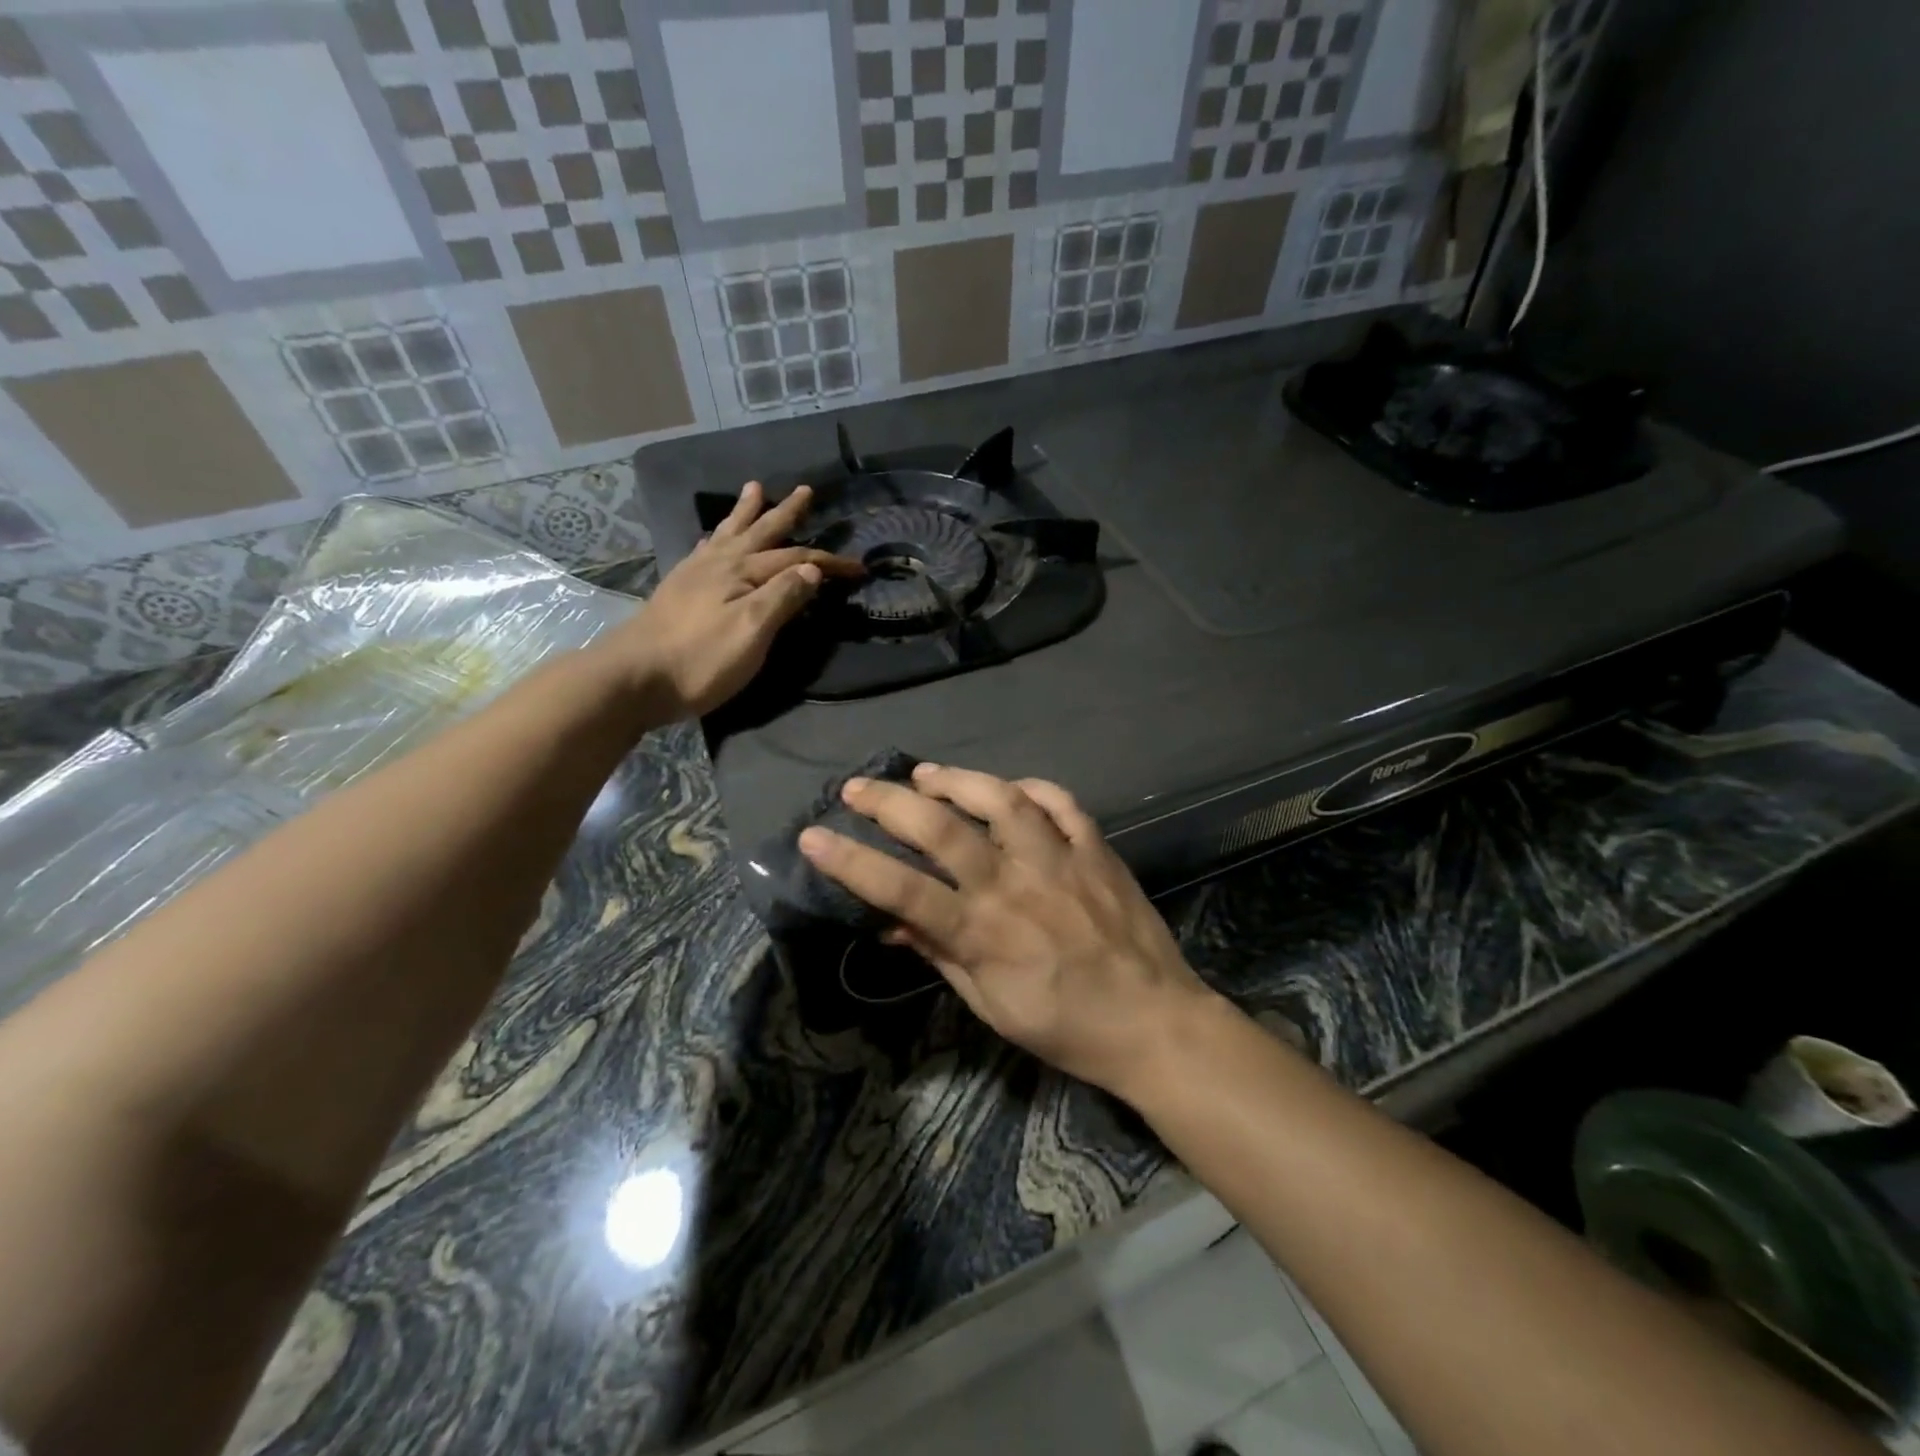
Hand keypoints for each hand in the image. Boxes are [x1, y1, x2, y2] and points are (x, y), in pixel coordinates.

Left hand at [610, 481, 860, 720]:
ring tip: (754, 489)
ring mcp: (695, 574)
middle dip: (785, 514)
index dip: (829, 563)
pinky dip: (718, 538)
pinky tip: (715, 540)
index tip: (858, 568)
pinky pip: (705, 550)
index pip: (796, 560)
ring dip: (746, 513)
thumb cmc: (700, 660)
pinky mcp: (678, 589)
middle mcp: (719, 564)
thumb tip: (812, 569)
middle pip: (761, 533)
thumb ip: (782, 598)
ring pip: (729, 535)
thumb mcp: (751, 632)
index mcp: (742, 573)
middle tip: (804, 491)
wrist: (634, 678)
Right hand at [798, 764, 1219, 1101]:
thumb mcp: (990, 1005)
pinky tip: (1009, 788)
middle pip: (943, 829)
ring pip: (1003, 800)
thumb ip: (940, 955)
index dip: (851, 861)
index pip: (901, 888)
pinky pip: (1061, 803)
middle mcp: (1015, 884)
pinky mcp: (1096, 849)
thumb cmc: (1065, 1026)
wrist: (1153, 1022)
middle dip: (891, 802)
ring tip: (926, 774)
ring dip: (958, 779)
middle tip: (858, 788)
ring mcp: (1059, 860)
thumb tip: (891, 923)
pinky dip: (1031, 788)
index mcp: (983, 932)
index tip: (813, 837)